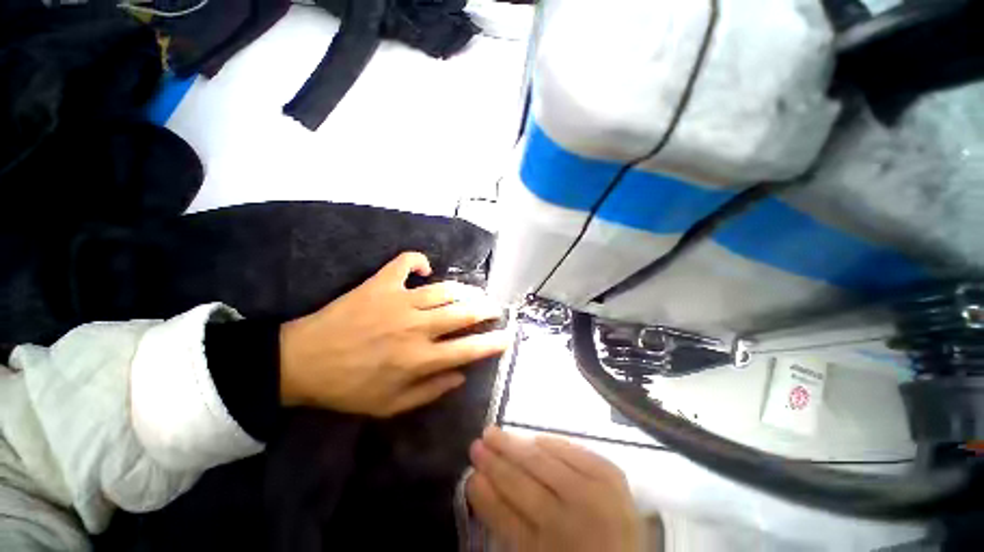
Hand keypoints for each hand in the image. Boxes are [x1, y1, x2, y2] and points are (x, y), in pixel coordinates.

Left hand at [279, 252, 508, 416]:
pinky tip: (425, 267)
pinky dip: (418, 260)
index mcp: (419, 359)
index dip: (493, 342)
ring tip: (472, 293)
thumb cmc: (348, 388)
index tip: (507, 337)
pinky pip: (406, 262)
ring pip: (444, 289)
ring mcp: (399, 301)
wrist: (302, 363)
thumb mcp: (390, 406)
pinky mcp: (381, 284)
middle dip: (486, 309)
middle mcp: (416, 327)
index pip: (468, 349)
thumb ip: (430, 391)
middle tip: (495, 308)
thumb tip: (461, 376)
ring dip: (464, 290)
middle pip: (463, 312)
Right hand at [468, 427, 642, 551]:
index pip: (507, 517)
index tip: (470, 473)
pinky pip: (574, 450)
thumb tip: (477, 482)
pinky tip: (535, 439)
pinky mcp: (614, 476)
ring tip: (494, 432)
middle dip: (496, 461)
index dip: (486, 493)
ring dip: (516, 445)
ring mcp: (598, 496)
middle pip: (524, 484)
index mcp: (550, 551)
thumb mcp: (535, 551)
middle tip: (477, 442)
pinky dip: (551, 443)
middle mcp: (574, 523)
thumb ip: (506, 520)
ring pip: (545, 462)